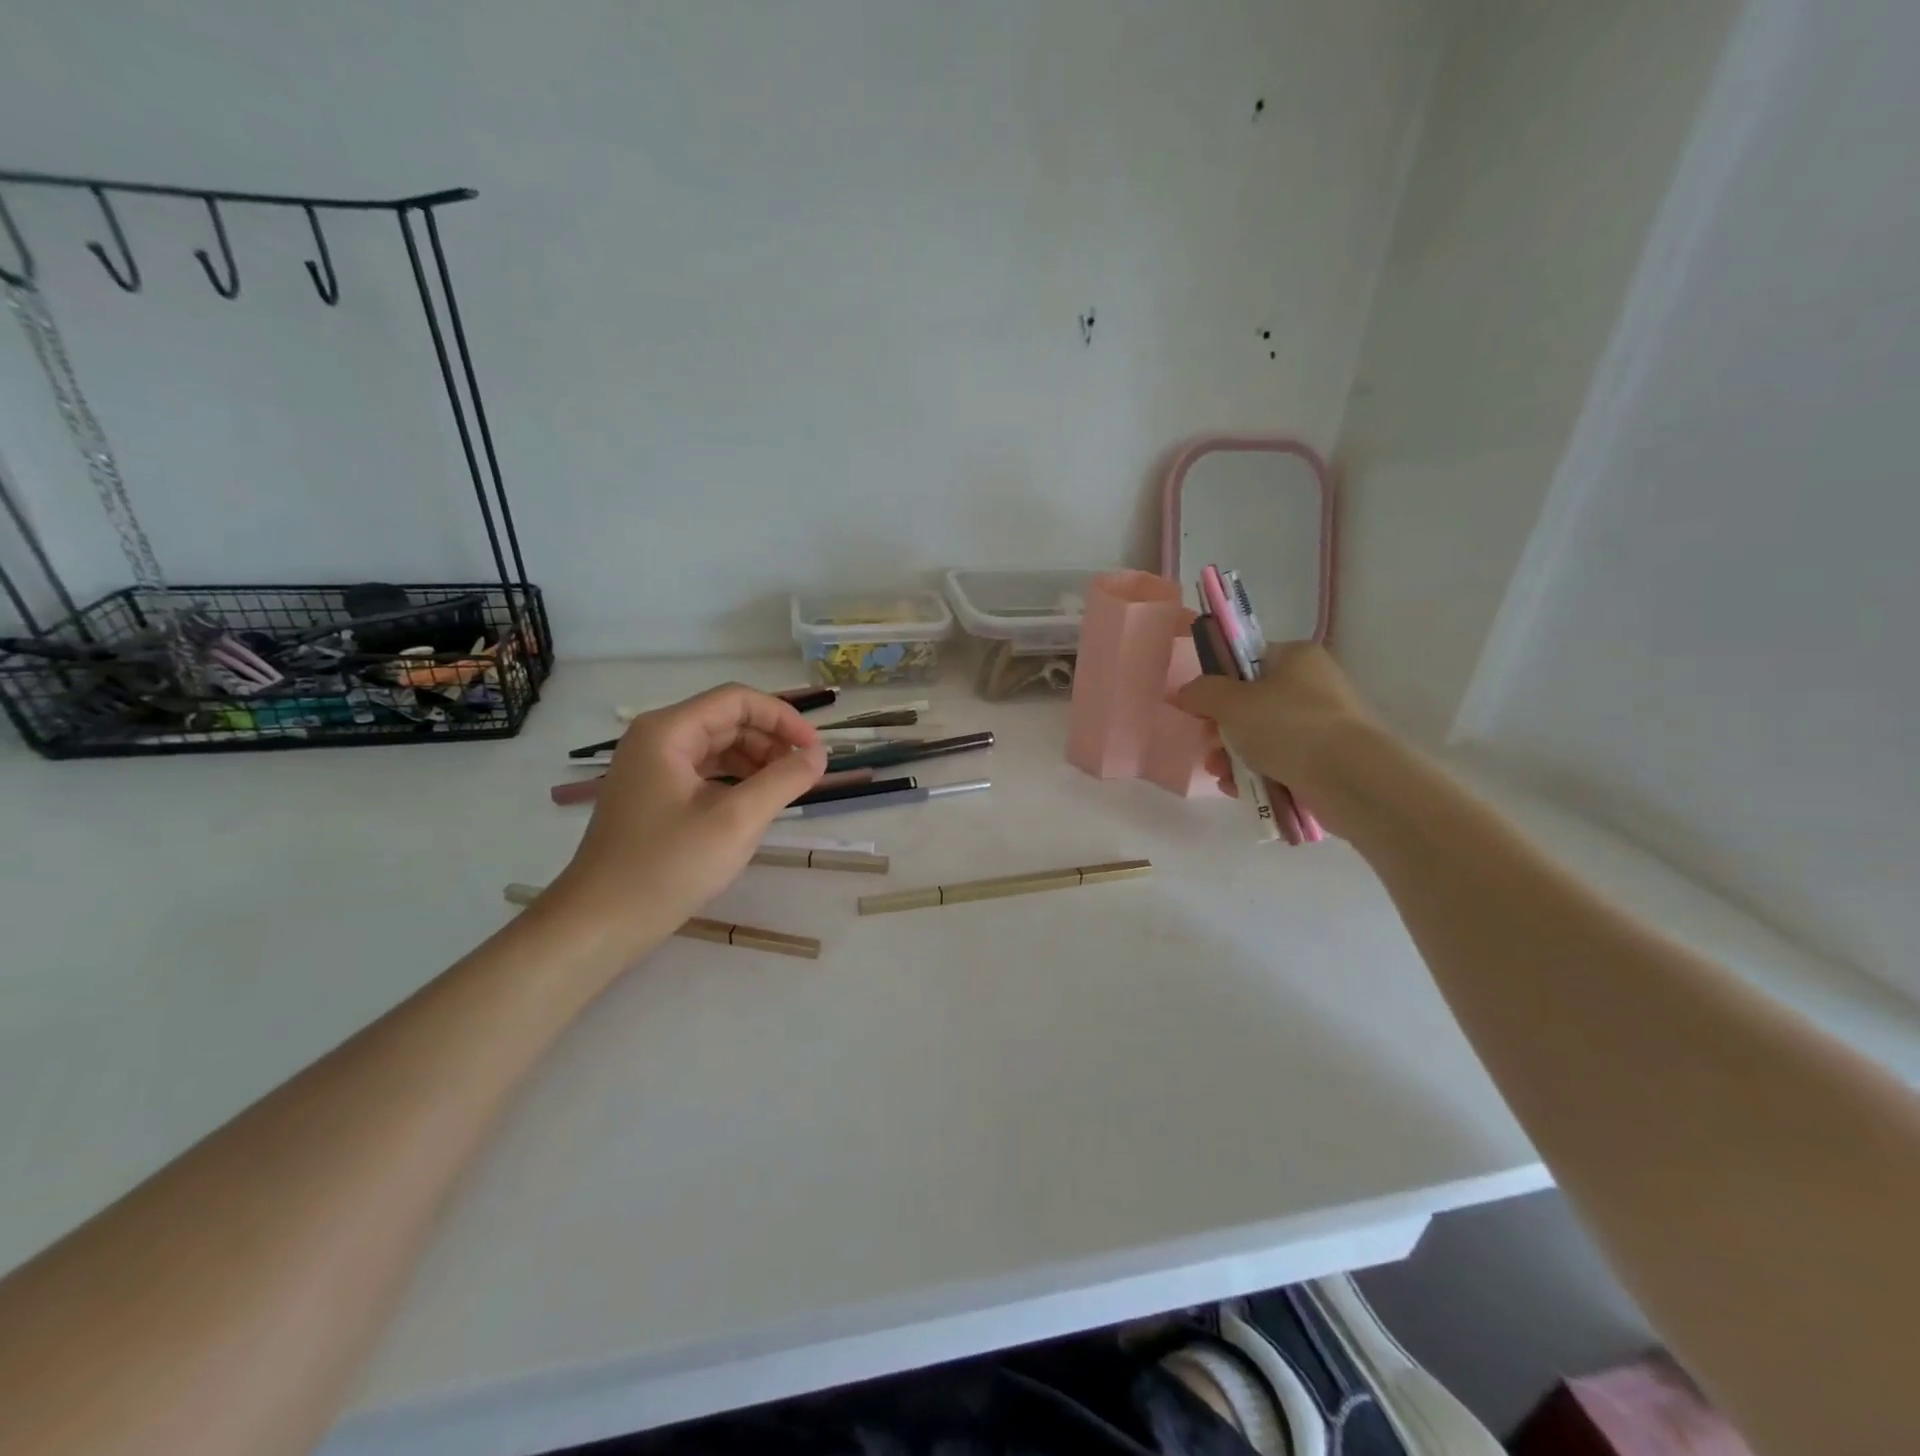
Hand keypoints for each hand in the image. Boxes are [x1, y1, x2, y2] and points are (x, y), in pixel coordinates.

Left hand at [550, 684, 827, 940]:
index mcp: (668, 731)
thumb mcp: (737, 821)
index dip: (783, 718)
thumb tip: (819, 754)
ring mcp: (651, 768)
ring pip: (717, 746)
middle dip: (771, 740)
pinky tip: (755, 804)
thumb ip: (784, 780)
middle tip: (804, 774)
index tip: (815, 751)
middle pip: (727, 720)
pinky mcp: (653, 795)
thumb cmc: (669, 866)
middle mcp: (656, 739)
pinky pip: (704, 772)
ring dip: (756, 760)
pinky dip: (736, 780)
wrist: (601, 922)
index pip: (737, 700)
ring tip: (785, 789)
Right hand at [1173, 643, 1378, 835]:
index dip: (1217, 684)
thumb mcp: (1232, 703)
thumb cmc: (1288, 727)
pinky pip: (1278, 763)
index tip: (1200, 709)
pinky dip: (1256, 775)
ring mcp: (1321, 725)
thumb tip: (1185, 692)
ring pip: (1260, 737)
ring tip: (1222, 775)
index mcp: (1295, 658)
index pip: (1246, 661)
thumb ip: (1201, 692)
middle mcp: (1311, 686)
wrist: (1352, 779)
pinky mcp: (1324, 761)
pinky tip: (1240, 789)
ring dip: (1232, 756)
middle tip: (1210, 746)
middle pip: (1249, 704)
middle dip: (1221, 730)